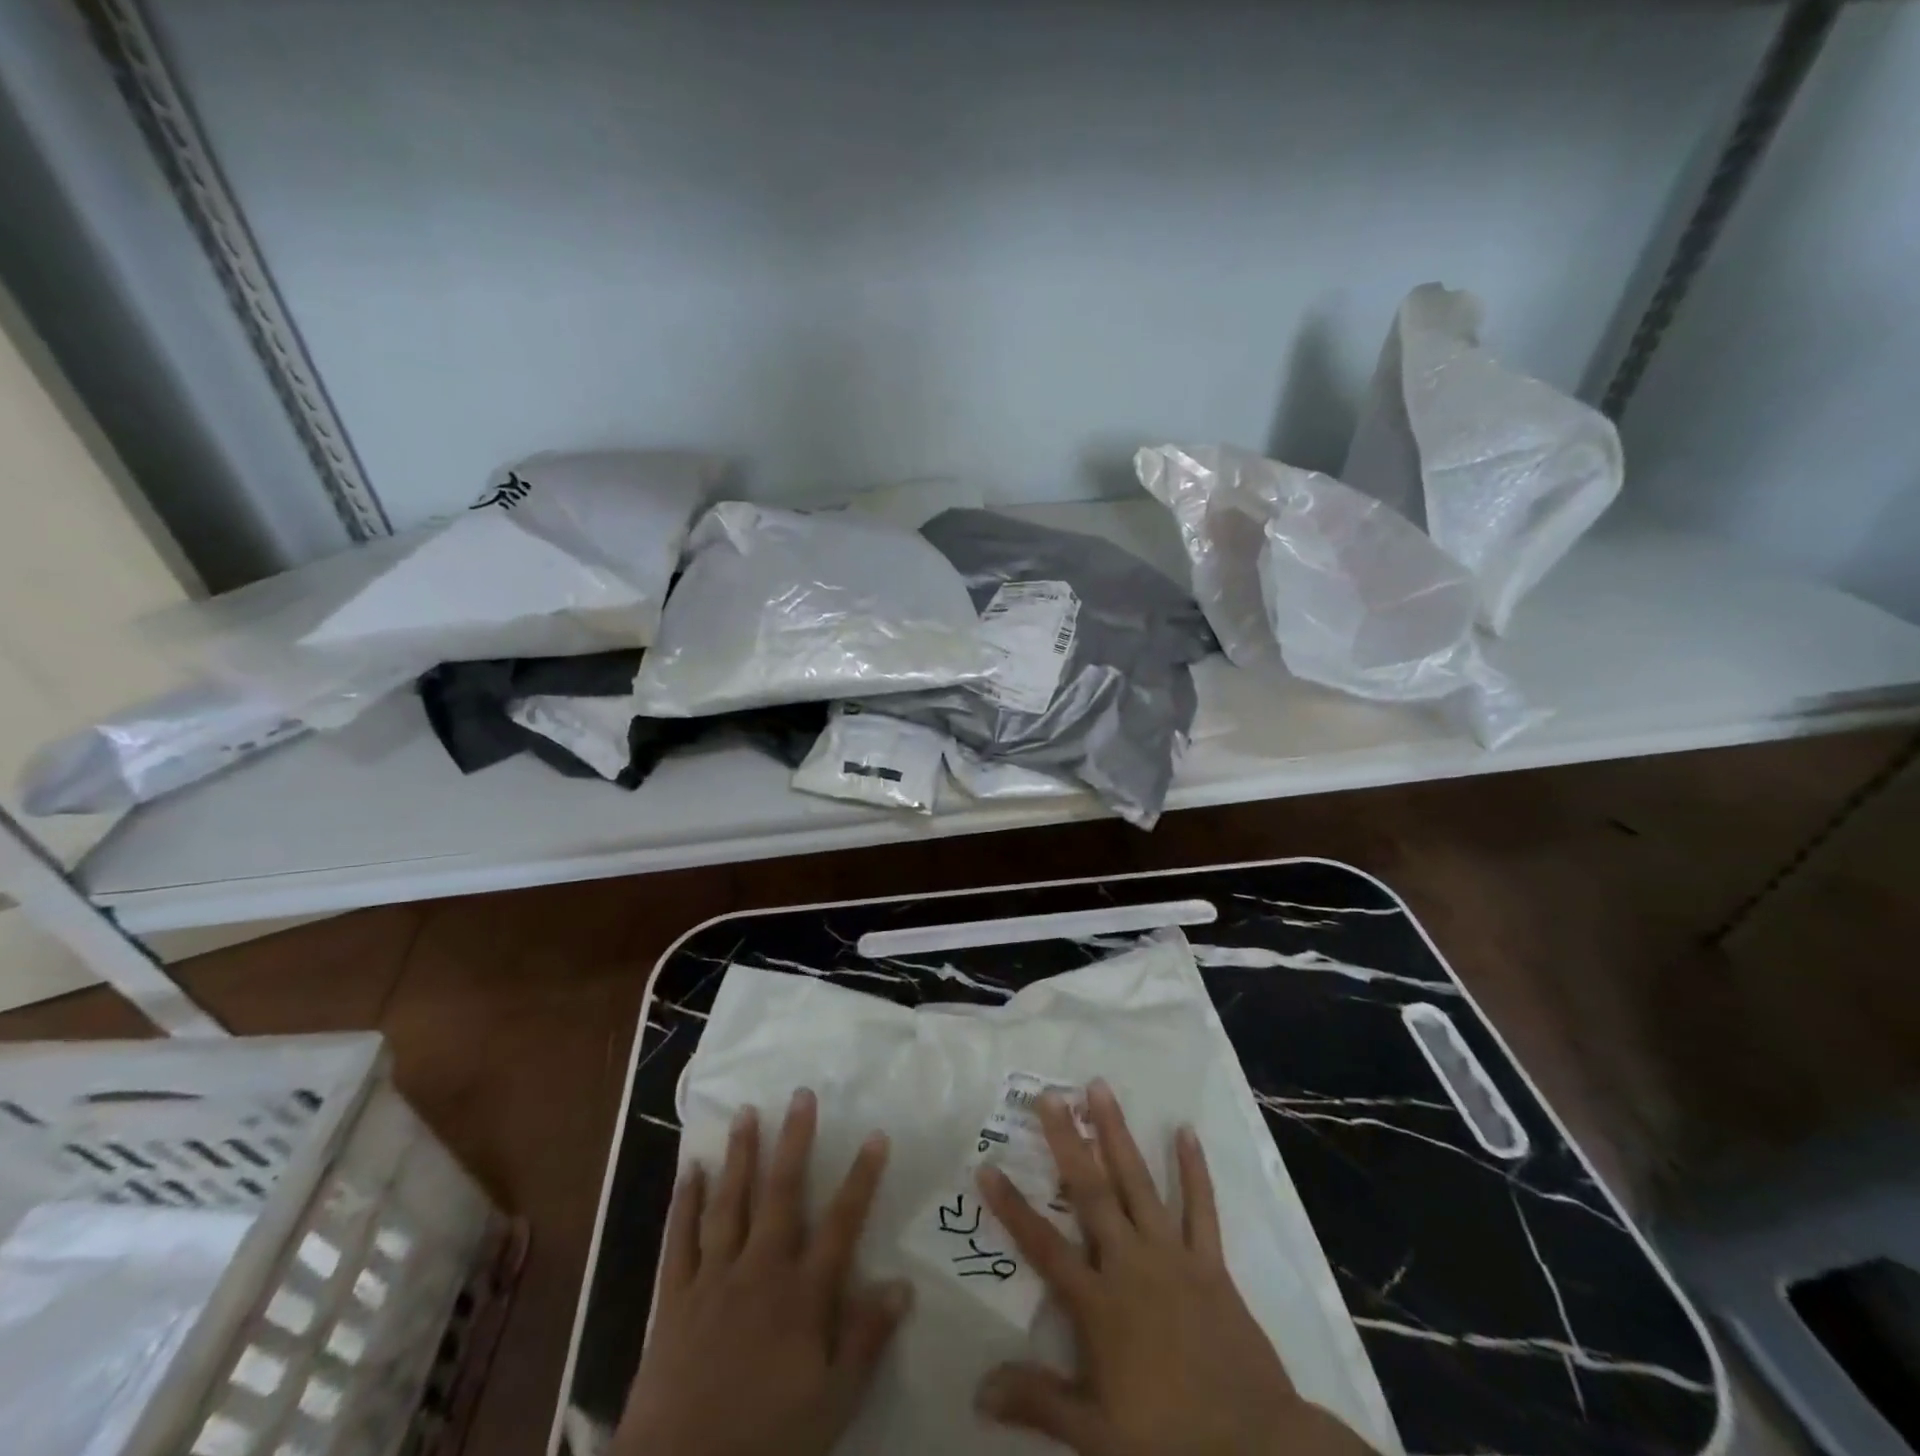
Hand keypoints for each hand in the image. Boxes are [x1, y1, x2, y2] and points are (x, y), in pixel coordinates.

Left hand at [614, 1089, 910, 1455]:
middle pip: (781, 1193)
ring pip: (729, 1202)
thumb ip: (865, 1341)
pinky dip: (684, 1202)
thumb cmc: (765, 1443)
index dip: (861, 1178)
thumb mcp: (831, 1405)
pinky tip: (690, 1170)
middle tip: (800, 1095)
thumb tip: (903, 1285)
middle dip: (794, 1142)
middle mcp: (759, 1271)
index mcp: (801, 1295)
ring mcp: (713, 1279)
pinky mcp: (674, 1298)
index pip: (841, 1223)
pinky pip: (680, 1239)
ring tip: (746, 1113)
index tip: (875, 1135)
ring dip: (740, 1155)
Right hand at [974, 1079, 1376, 1455]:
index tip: (987, 1167)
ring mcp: (1172, 1255)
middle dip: (1067, 1142)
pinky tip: (1185, 1130)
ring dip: (1117, 1134)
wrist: (1255, 1447)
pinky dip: (1193, 1168)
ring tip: (1100, 1089)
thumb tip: (978, 1391)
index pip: (1044, 1247)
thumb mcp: (1095, 1434)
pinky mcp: (1209, 1261)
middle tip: (1050, 1096)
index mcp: (1099, 1303)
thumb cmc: (1169, 1441)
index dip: (1013, 1208)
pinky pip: (1200, 1207)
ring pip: (1138, 1183)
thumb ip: (1038, 1401)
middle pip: (1091, 1193)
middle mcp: (1130, 1264)